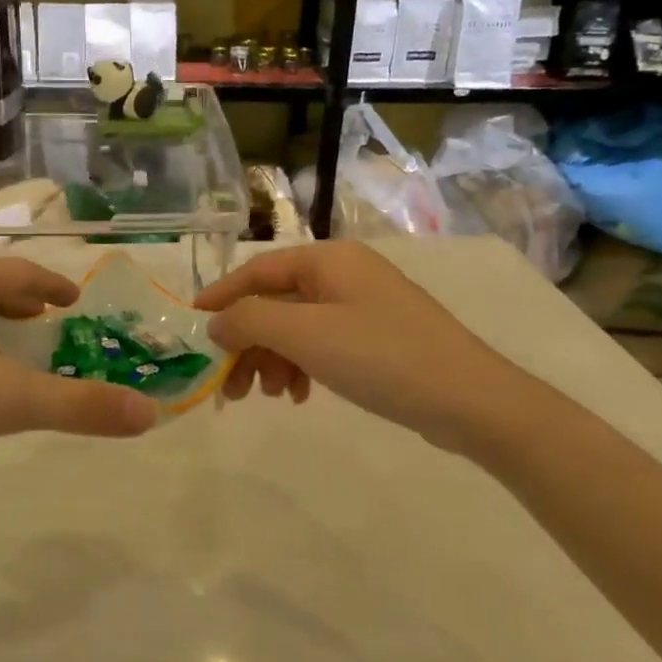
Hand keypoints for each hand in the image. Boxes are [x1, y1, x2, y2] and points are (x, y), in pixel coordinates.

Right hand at [194, 241, 541, 453]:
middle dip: (247, 341)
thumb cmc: (381, 356)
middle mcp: (344, 274)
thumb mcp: (305, 334)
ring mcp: (363, 306)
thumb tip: (215, 323)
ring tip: (265, 396)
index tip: (191, 328)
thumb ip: (250, 321)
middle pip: (275, 301)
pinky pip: (322, 344)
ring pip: (297, 326)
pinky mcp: (377, 338)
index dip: (220, 298)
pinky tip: (297, 395)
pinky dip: (301, 366)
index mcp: (328, 260)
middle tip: (226, 385)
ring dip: (271, 358)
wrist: (471, 401)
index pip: (257, 271)